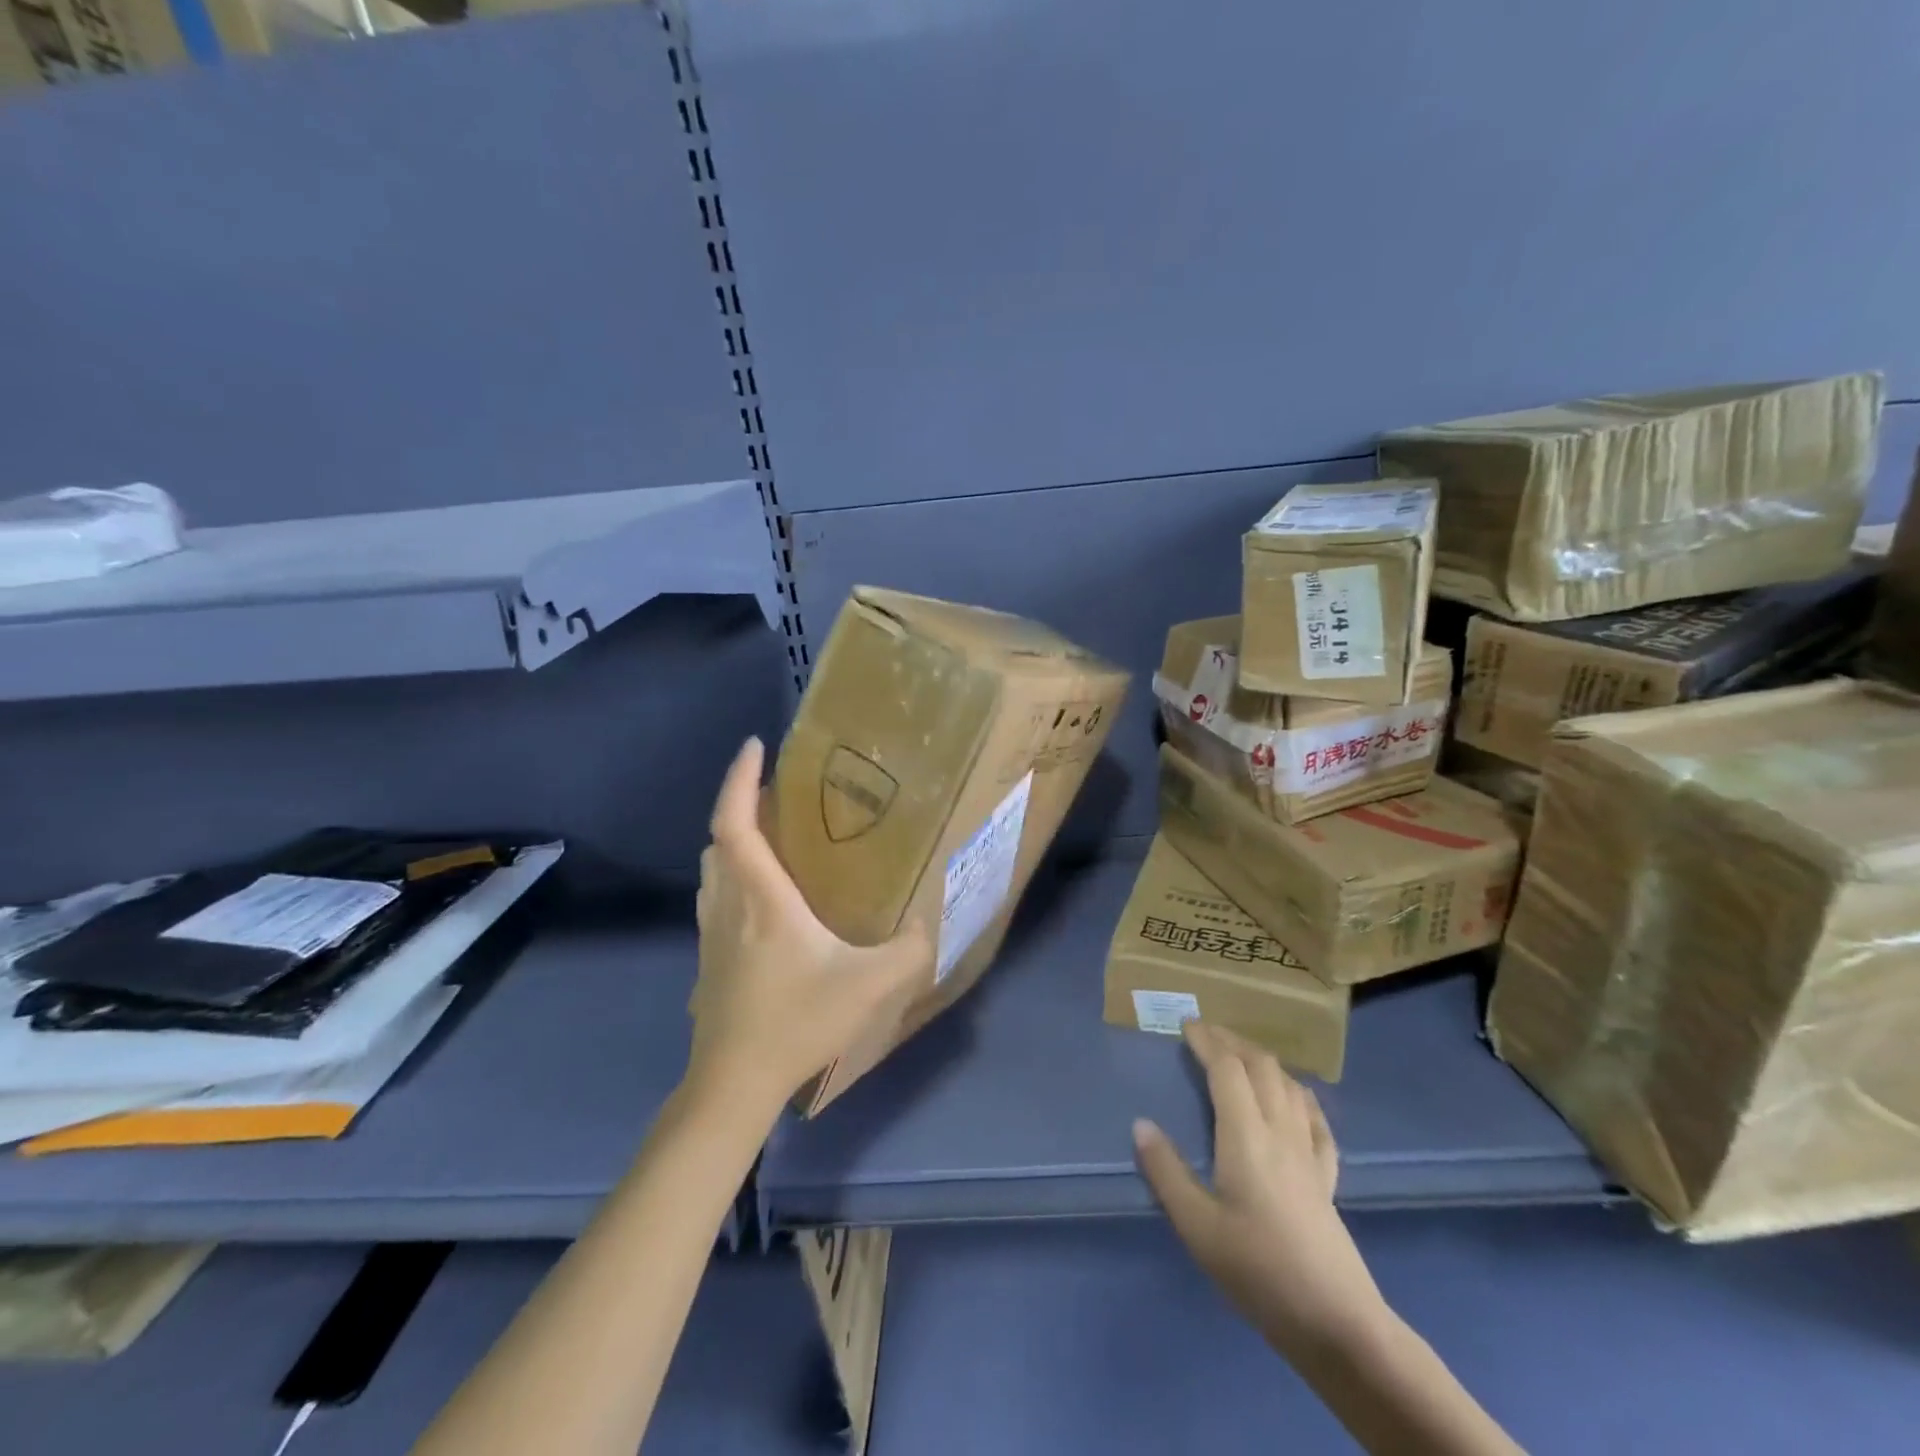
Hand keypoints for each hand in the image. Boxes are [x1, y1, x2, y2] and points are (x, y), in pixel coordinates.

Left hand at [686, 738, 933, 1115]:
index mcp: (760, 897)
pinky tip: (766, 902)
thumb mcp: (869, 985)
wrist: (733, 1084)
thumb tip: (930, 926)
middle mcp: (728, 906)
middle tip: (779, 795)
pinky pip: (716, 899)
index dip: (740, 779)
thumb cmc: (795, 1023)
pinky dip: (734, 878)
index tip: (755, 745)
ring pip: (712, 870)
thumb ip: (908, 951)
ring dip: (735, 842)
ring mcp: (713, 935)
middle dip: (742, 806)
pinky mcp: (710, 961)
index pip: (734, 822)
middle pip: (718, 840)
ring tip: (774, 839)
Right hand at [1133, 1022, 1384, 1357]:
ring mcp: (1309, 1152)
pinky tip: (1295, 1098)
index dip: (1207, 1042)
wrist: (1336, 1321)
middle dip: (1233, 1041)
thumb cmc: (1258, 1270)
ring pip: (1289, 1085)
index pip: (1227, 1069)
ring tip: (1240, 1057)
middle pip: (1261, 1066)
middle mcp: (1280, 1131)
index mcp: (1246, 1135)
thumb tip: (1141, 1124)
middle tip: (1206, 1033)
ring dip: (1262, 1061)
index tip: (1186, 1027)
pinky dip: (1299, 1095)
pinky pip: (1315, 1119)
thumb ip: (1166, 1172)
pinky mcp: (1327, 1176)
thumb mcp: (1197, 1227)